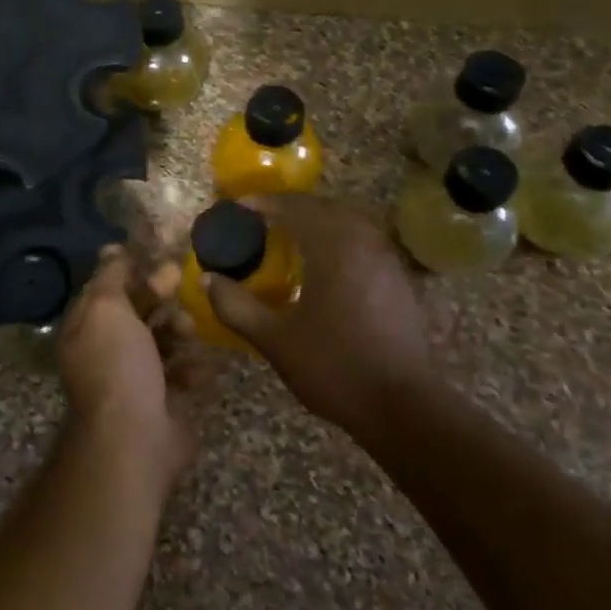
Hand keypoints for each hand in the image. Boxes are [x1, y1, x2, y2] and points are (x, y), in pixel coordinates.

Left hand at [55, 247, 197, 486]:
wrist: (135, 437)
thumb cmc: (117, 364)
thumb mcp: (107, 308)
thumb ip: (110, 277)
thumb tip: (111, 250)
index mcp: (86, 328)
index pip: (106, 289)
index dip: (130, 270)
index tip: (157, 254)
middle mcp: (106, 351)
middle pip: (137, 312)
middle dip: (160, 297)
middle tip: (181, 282)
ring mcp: (134, 378)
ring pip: (163, 340)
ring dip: (179, 331)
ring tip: (189, 331)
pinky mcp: (162, 401)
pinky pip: (181, 373)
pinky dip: (191, 367)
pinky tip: (198, 366)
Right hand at [203, 194, 446, 441]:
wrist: (402, 406)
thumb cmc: (334, 367)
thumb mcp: (274, 340)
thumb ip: (236, 306)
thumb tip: (208, 280)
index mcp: (334, 248)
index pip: (295, 208)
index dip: (264, 203)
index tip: (239, 207)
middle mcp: (365, 242)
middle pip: (325, 207)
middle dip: (292, 206)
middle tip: (263, 219)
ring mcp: (388, 260)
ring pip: (350, 221)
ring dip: (319, 220)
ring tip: (291, 235)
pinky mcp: (399, 279)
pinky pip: (365, 241)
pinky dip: (340, 238)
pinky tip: (325, 264)